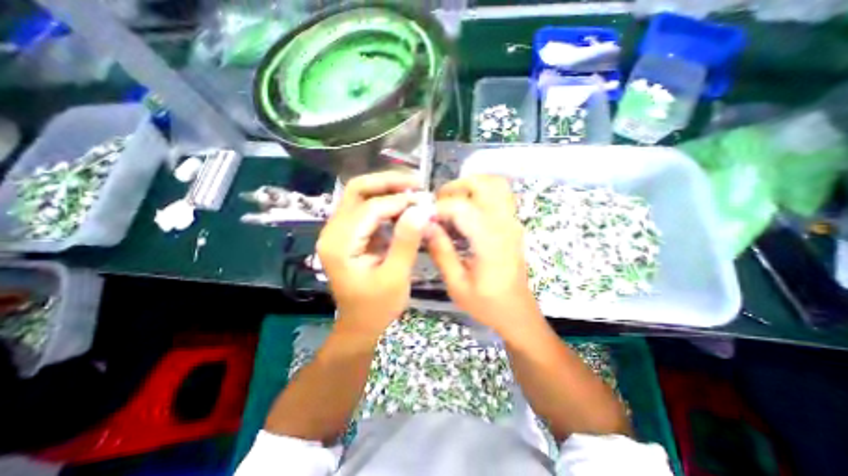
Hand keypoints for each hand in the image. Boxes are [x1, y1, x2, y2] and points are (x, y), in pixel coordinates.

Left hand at [316, 172, 431, 338]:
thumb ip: (406, 241)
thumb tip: (421, 209)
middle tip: (416, 182)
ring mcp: (339, 230)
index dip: (399, 201)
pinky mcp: (350, 233)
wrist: (361, 323)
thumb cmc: (377, 307)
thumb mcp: (395, 277)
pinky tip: (404, 206)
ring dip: (388, 189)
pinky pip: (367, 208)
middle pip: (357, 190)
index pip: (370, 209)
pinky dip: (386, 202)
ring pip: (361, 195)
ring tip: (414, 191)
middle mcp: (333, 231)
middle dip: (388, 182)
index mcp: (339, 244)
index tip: (425, 202)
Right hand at [427, 175, 539, 333]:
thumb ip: (441, 252)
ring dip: (469, 187)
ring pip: (495, 184)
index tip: (423, 219)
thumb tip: (424, 225)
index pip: (461, 207)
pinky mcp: (513, 223)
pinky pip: (499, 194)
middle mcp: (505, 224)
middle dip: (455, 188)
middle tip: (438, 205)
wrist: (517, 312)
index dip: (438, 208)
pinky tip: (466, 211)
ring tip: (451, 204)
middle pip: (483, 183)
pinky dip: (480, 193)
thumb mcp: (457, 284)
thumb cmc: (487, 303)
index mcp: (490, 241)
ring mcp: (512, 221)